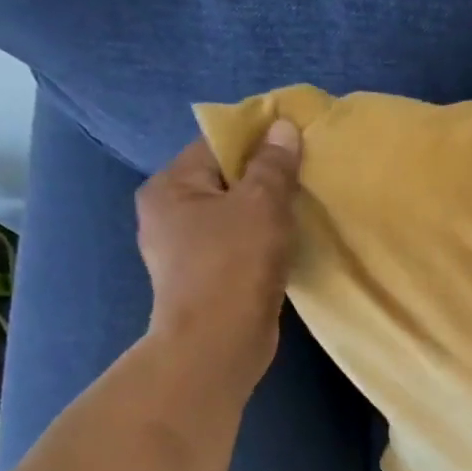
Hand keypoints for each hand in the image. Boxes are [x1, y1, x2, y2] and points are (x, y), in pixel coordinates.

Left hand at [136, 122, 301, 393]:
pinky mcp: (203, 280)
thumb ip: (273, 165)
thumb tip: (283, 126)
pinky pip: (236, 247)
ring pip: (232, 217)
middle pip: (224, 181)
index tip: (296, 147)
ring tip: (302, 214)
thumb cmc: (234, 265)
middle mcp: (166, 214)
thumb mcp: (261, 205)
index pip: (215, 145)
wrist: (219, 344)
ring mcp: (182, 251)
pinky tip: (286, 248)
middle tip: (305, 181)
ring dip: (264, 215)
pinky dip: (260, 243)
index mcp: (169, 186)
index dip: (256, 141)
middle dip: (264, 180)